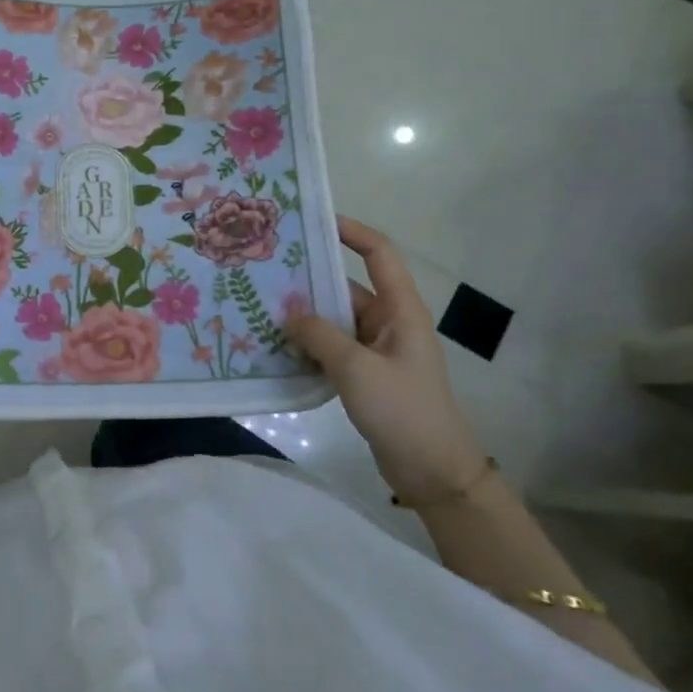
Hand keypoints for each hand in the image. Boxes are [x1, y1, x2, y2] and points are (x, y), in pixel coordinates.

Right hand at [284, 217, 486, 501]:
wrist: (432, 470)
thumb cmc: (403, 410)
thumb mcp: (357, 368)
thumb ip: (319, 334)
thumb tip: (287, 310)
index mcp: (401, 310)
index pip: (379, 255)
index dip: (352, 232)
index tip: (314, 221)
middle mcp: (389, 322)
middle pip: (346, 287)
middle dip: (309, 279)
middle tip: (266, 269)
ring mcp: (376, 350)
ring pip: (334, 320)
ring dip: (304, 316)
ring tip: (260, 305)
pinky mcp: (365, 374)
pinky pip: (331, 347)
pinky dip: (308, 344)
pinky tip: (275, 345)